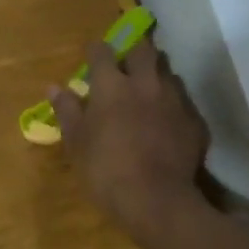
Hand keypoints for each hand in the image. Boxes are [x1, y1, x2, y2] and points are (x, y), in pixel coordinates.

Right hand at [48, 38, 208, 236]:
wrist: (155, 199)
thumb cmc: (105, 169)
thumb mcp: (76, 142)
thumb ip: (67, 110)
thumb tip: (53, 87)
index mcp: (111, 86)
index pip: (102, 52)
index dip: (96, 50)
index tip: (92, 53)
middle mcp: (145, 83)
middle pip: (144, 50)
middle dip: (134, 50)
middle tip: (126, 63)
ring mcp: (174, 100)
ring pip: (168, 73)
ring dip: (156, 75)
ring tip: (148, 90)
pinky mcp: (194, 121)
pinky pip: (183, 102)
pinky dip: (173, 104)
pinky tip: (167, 120)